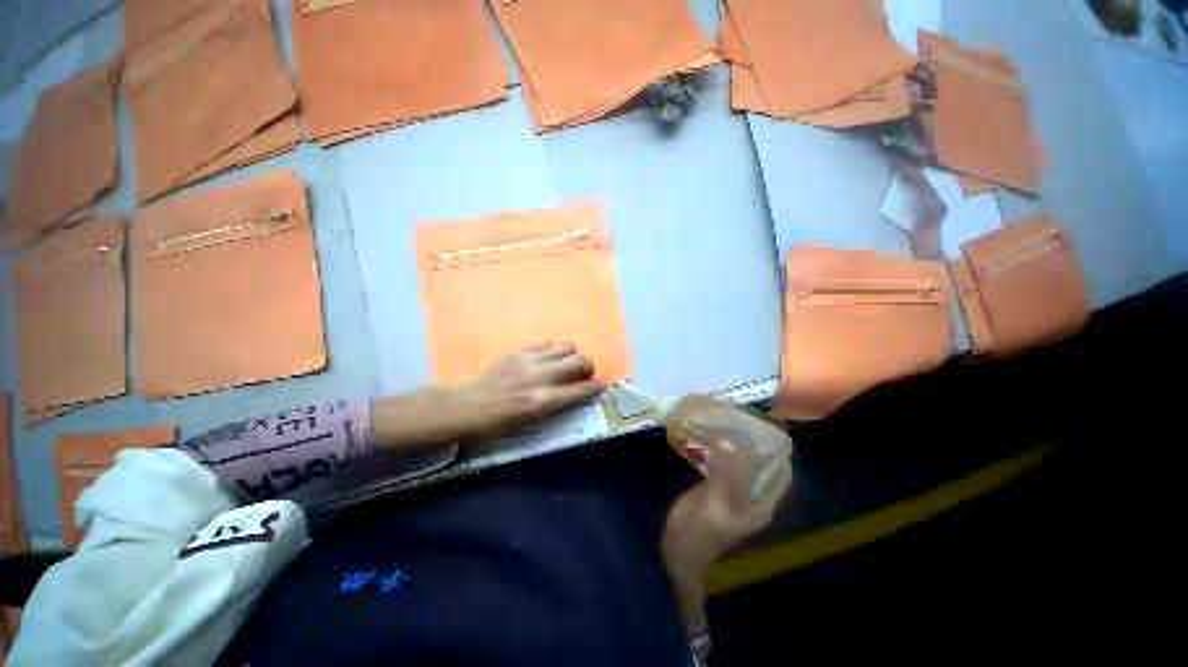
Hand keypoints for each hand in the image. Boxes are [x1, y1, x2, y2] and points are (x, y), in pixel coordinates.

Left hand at [446, 343, 604, 442]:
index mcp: (546, 400)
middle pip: (580, 361)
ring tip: (564, 364)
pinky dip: (552, 350)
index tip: (598, 386)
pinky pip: (547, 343)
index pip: (582, 389)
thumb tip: (573, 394)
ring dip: (571, 356)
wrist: (467, 406)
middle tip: (583, 374)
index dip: (595, 387)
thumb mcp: (530, 423)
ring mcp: (532, 360)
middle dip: (588, 368)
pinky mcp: (521, 351)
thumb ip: (556, 407)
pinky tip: (545, 359)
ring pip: (567, 346)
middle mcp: (544, 376)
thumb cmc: (498, 424)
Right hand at [660, 439, 792, 625]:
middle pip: (761, 465)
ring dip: (737, 444)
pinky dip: (720, 450)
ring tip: (726, 421)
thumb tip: (729, 443)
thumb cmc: (699, 534)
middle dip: (755, 443)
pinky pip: (723, 463)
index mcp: (759, 503)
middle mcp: (751, 495)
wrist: (676, 552)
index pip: (781, 474)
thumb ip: (723, 476)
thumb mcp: (713, 505)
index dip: (779, 452)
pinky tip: (710, 435)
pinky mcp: (714, 485)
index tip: (767, 427)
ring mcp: (732, 489)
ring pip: (742, 462)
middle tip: (741, 418)